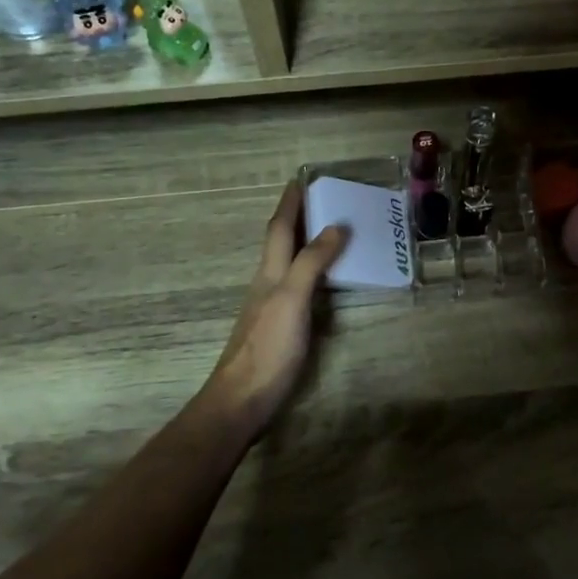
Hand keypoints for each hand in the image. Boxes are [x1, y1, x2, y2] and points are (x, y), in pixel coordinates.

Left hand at [199, 181, 347, 440]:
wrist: (242, 399)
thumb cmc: (268, 348)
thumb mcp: (292, 300)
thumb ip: (311, 263)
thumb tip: (335, 226)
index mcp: (269, 272)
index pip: (279, 228)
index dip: (290, 203)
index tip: (300, 178)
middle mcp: (268, 283)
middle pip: (281, 242)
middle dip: (297, 218)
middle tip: (322, 199)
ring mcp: (271, 306)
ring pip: (287, 263)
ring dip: (304, 243)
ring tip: (329, 231)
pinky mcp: (279, 328)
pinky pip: (297, 286)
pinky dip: (311, 272)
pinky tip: (323, 281)